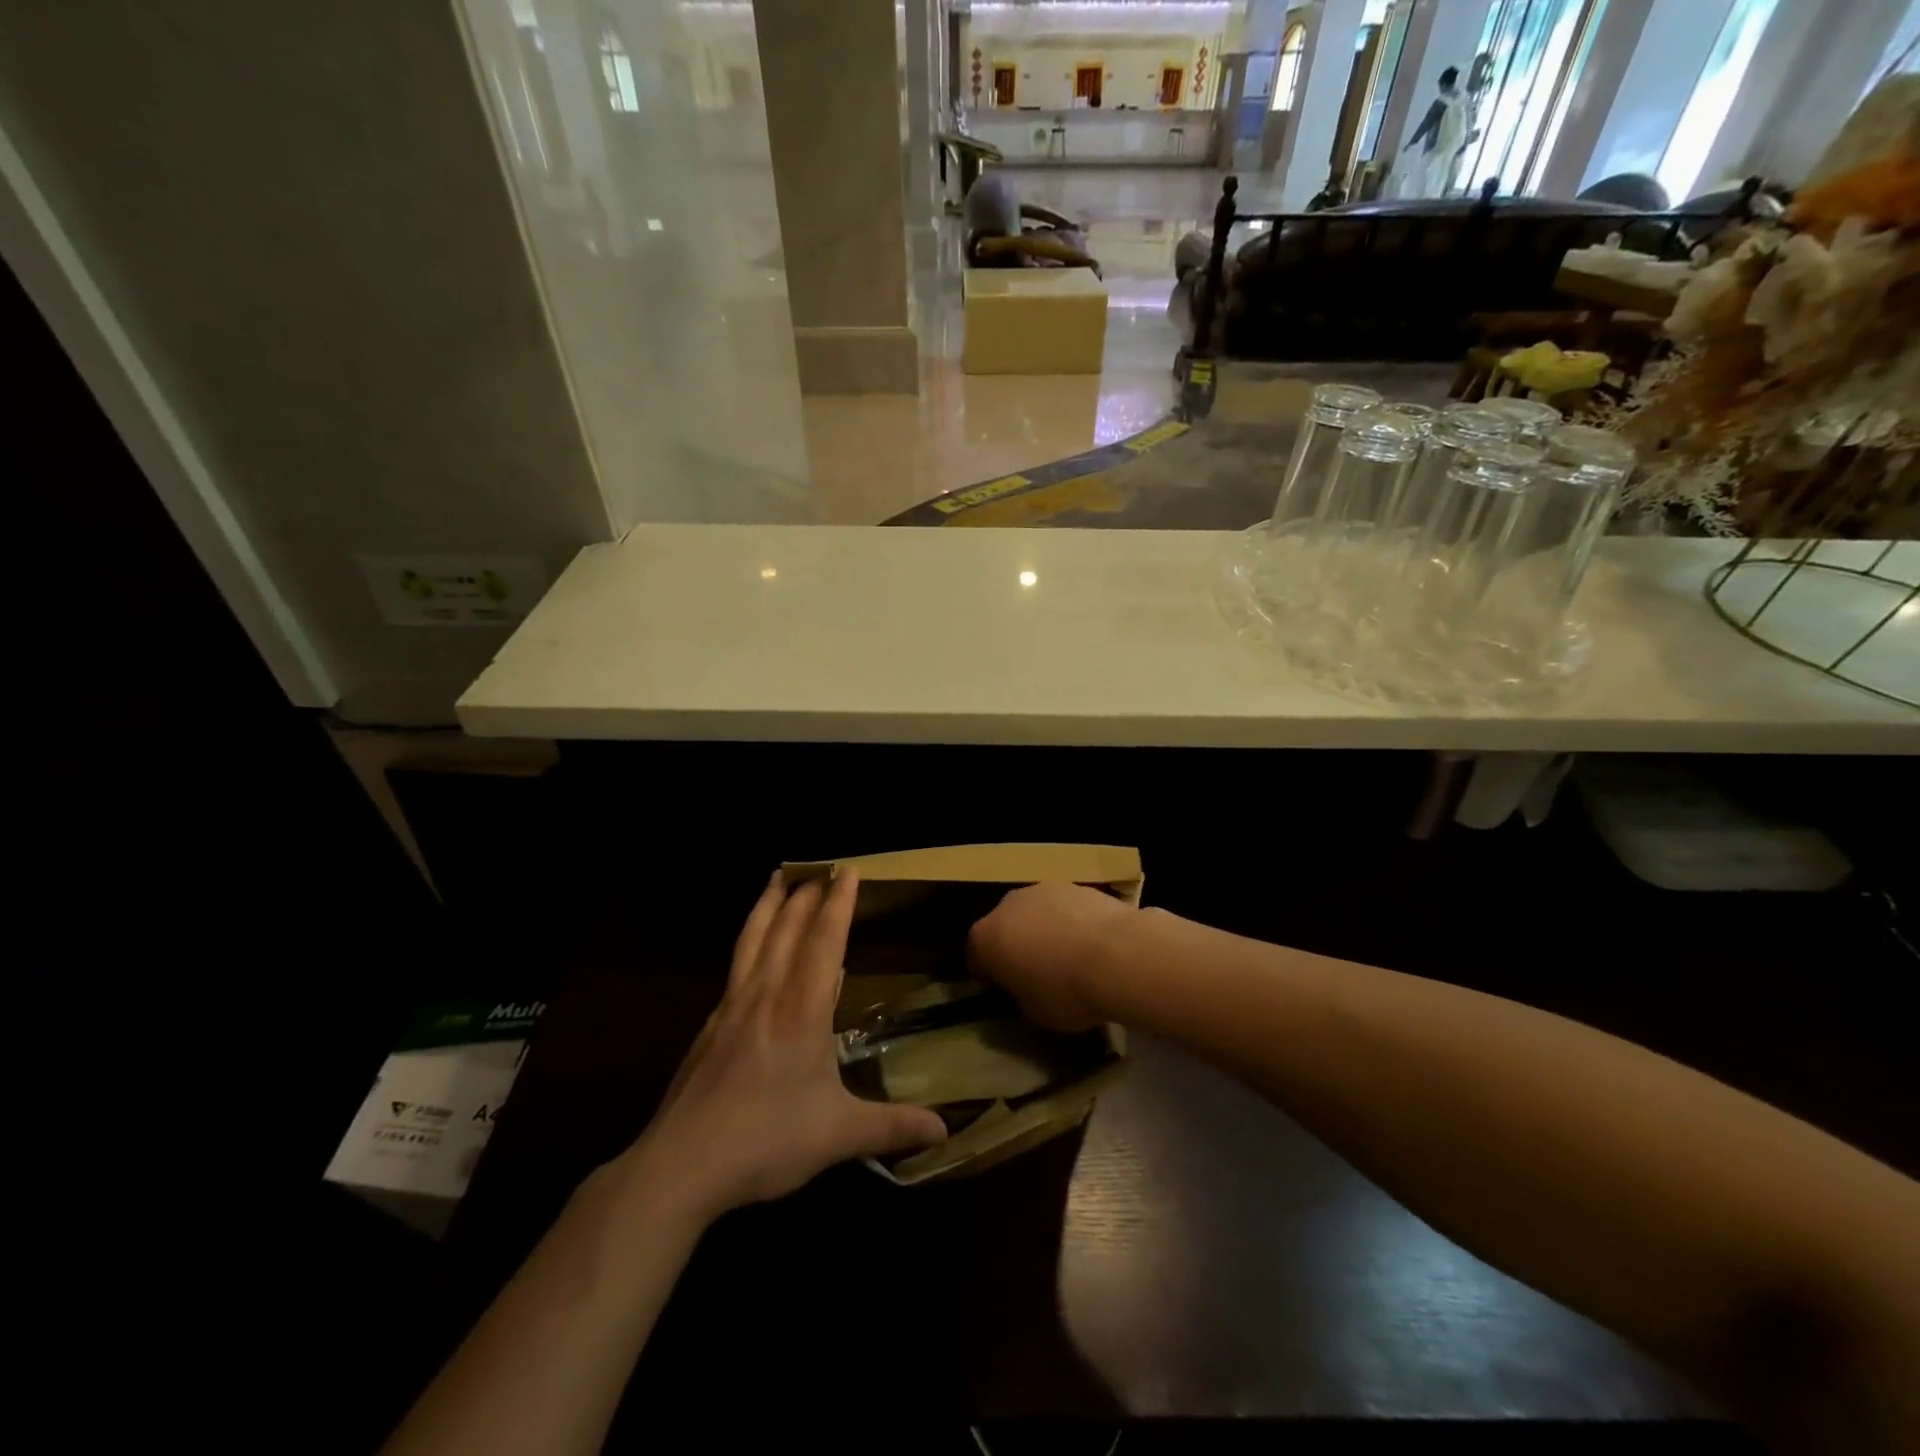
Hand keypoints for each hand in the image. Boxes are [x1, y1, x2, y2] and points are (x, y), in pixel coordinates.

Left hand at [625, 870, 945, 1221]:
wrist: (680, 1166)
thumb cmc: (766, 1141)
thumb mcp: (838, 1136)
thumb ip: (892, 1127)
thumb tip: (944, 1130)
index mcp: (801, 1009)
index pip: (824, 941)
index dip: (839, 903)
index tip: (848, 870)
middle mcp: (766, 995)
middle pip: (786, 928)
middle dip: (806, 894)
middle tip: (820, 868)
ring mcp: (731, 1007)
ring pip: (752, 939)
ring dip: (769, 904)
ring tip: (777, 878)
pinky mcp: (709, 1027)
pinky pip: (735, 965)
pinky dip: (748, 940)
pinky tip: (749, 950)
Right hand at [967, 882, 1136, 1031]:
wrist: (1119, 955)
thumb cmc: (1066, 991)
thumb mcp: (1033, 1011)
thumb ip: (1020, 994)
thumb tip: (1025, 986)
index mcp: (986, 937)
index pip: (976, 957)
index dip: (988, 976)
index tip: (1004, 991)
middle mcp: (1008, 904)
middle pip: (1004, 927)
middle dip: (1015, 946)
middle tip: (1035, 973)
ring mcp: (1043, 889)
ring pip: (1035, 913)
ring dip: (1043, 930)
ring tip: (1068, 957)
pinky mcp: (1077, 884)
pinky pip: (1064, 908)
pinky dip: (1070, 922)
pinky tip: (1091, 945)